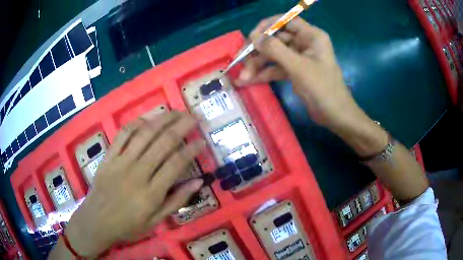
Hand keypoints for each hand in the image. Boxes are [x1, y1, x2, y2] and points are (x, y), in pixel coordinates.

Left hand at [65, 111, 204, 256]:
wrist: (96, 221)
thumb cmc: (128, 226)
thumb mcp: (156, 221)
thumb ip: (176, 201)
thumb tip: (198, 182)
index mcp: (151, 192)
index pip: (176, 163)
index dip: (191, 149)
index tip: (202, 141)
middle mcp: (138, 172)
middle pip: (163, 142)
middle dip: (182, 126)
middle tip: (194, 117)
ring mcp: (121, 162)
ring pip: (144, 134)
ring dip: (162, 119)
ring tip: (175, 112)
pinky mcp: (109, 157)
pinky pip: (122, 135)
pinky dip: (135, 124)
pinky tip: (146, 118)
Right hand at [235, 16, 358, 128]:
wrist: (335, 115)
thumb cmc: (322, 88)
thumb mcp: (298, 67)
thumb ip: (275, 49)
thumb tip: (253, 37)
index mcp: (311, 36)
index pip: (285, 21)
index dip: (267, 26)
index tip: (251, 37)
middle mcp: (304, 43)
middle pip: (276, 39)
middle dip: (258, 51)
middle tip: (240, 61)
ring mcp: (298, 57)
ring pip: (273, 55)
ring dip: (258, 64)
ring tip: (242, 77)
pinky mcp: (294, 71)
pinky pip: (276, 68)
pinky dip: (264, 73)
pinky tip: (249, 81)